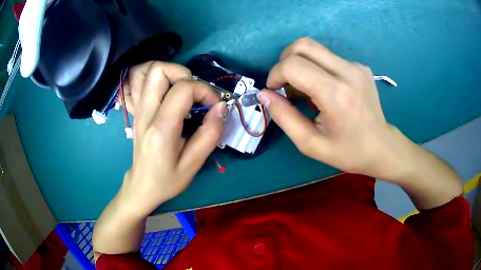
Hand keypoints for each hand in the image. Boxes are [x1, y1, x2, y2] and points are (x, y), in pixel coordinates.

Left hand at [120, 61, 225, 215]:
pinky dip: (159, 78)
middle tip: (195, 92)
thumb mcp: (194, 164)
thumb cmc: (167, 180)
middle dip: (184, 73)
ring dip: (171, 73)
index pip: (183, 89)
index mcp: (161, 129)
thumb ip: (210, 134)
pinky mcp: (137, 110)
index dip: (204, 90)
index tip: (213, 105)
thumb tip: (220, 107)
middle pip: (159, 70)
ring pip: (149, 71)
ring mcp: (138, 109)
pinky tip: (169, 91)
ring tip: (184, 90)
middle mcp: (145, 113)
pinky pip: (143, 81)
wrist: (142, 185)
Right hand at [257, 38, 407, 179]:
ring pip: (315, 48)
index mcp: (336, 95)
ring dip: (300, 63)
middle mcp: (347, 72)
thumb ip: (284, 117)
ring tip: (305, 88)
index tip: (275, 90)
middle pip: (303, 45)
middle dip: (285, 61)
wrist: (381, 147)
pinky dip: (317, 67)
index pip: (293, 65)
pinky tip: (324, 88)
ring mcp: (356, 66)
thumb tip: (264, 94)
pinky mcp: (360, 66)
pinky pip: (329, 57)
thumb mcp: (310, 144)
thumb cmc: (348, 151)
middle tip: (286, 83)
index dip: (276, 74)